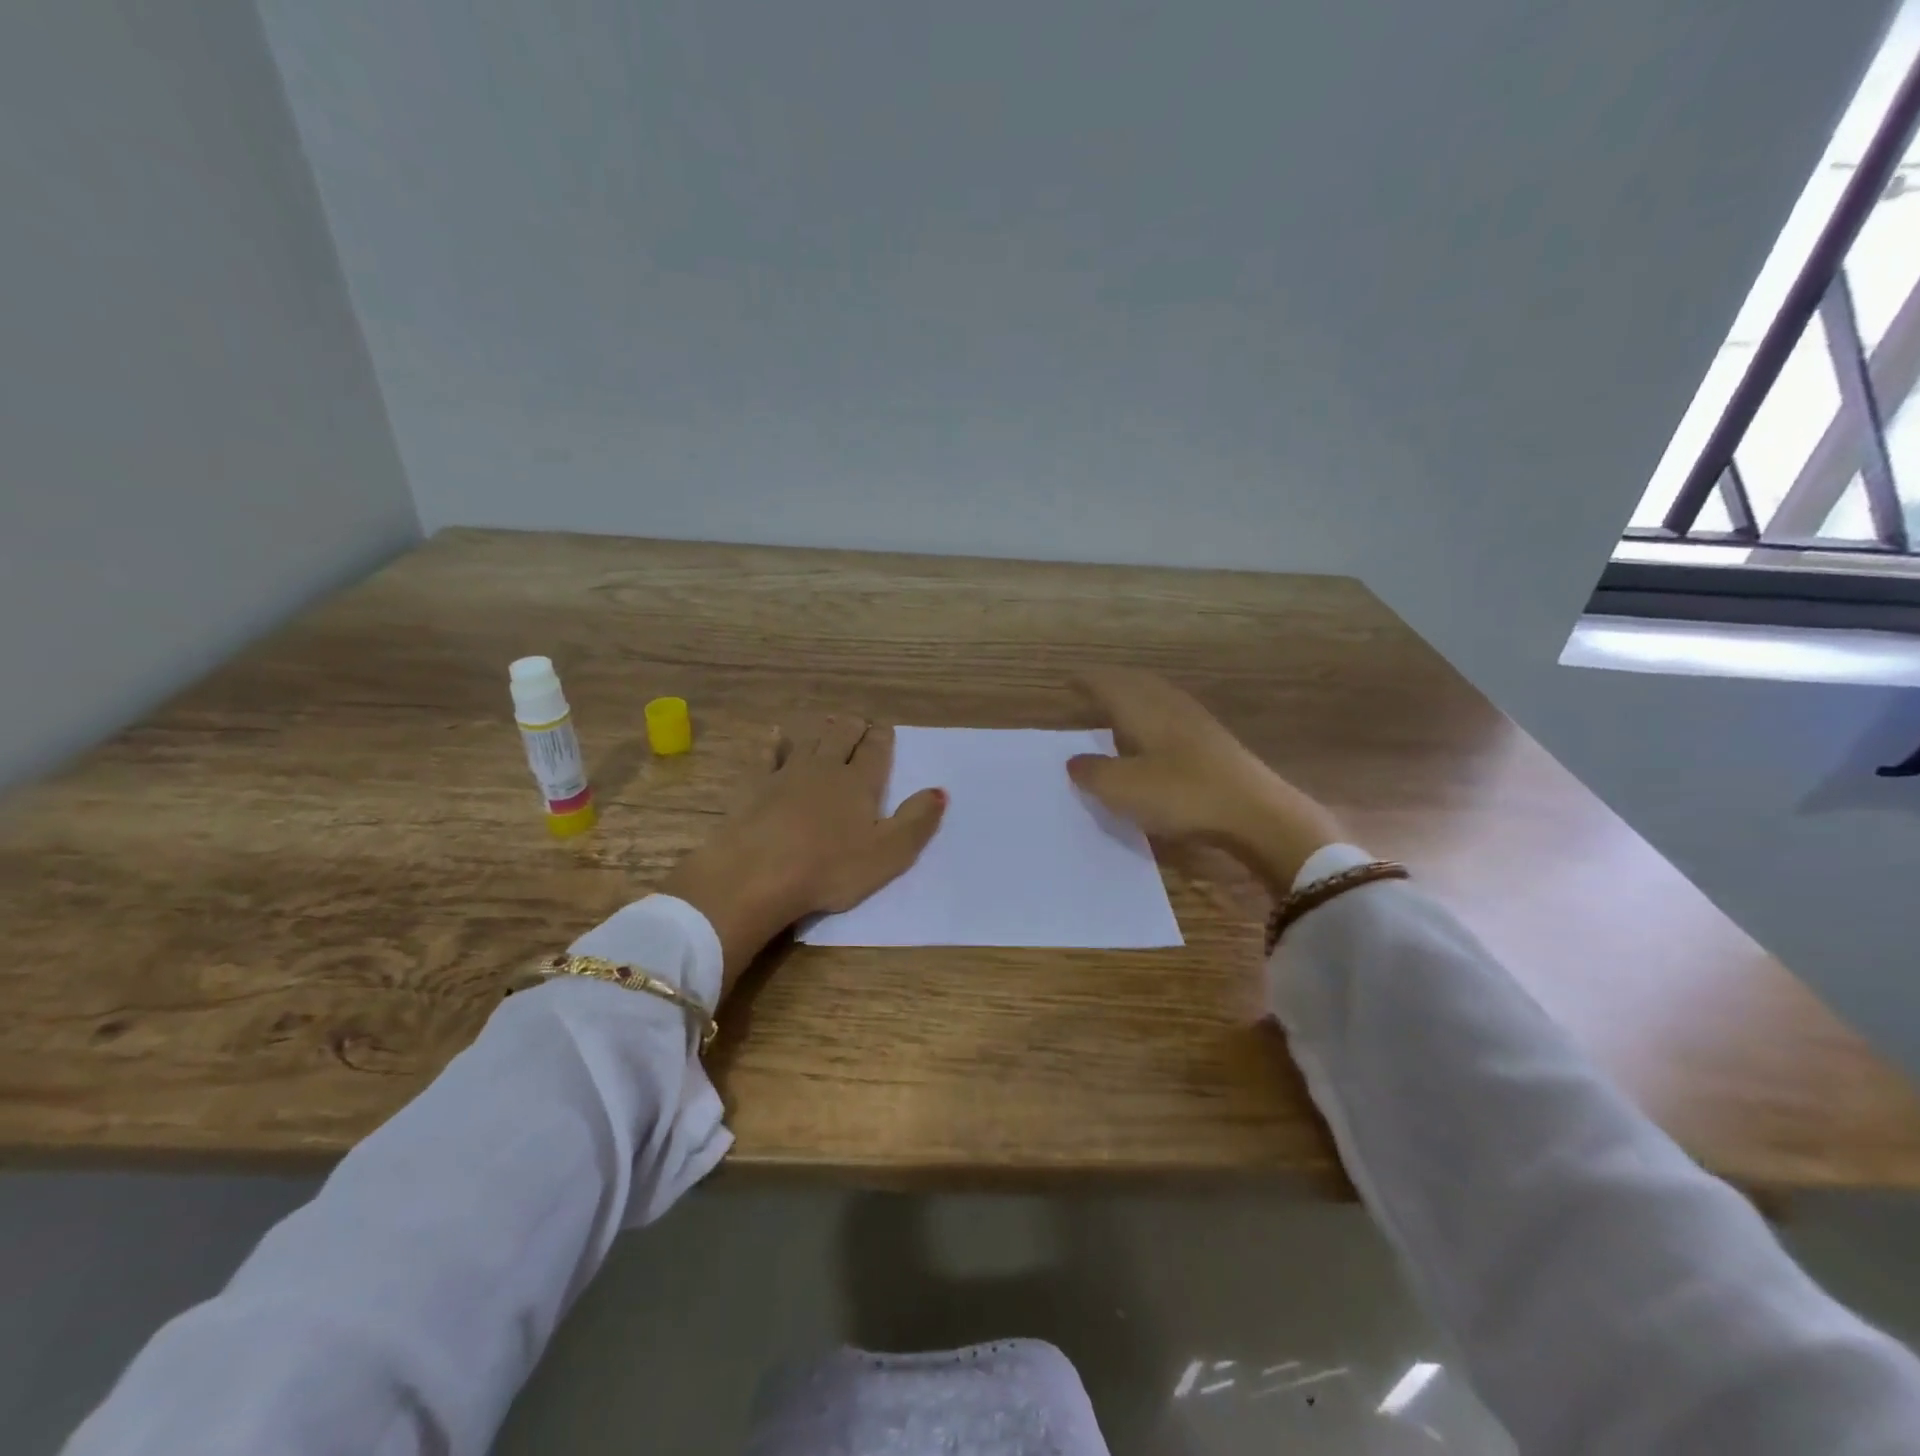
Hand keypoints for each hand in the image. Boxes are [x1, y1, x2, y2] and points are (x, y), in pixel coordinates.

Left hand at [660, 717, 945, 996]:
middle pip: (842, 737)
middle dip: (854, 727)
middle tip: (860, 722)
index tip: (885, 729)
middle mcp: (826, 768)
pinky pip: (768, 756)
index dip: (883, 738)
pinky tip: (776, 735)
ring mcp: (787, 774)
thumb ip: (917, 821)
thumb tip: (940, 790)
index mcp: (859, 783)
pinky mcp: (756, 786)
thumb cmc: (830, 868)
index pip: (876, 751)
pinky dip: (775, 743)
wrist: (758, 875)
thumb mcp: (889, 853)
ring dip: (823, 730)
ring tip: (830, 722)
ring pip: (810, 742)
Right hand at [1065, 669, 1342, 893]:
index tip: (1068, 681)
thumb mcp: (1123, 789)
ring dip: (1133, 698)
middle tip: (1090, 689)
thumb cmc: (1181, 794)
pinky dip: (1152, 717)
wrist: (1255, 813)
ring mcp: (1195, 722)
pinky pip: (1171, 715)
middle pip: (1135, 683)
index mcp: (1143, 708)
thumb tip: (1074, 761)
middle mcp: (1168, 705)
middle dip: (1111, 683)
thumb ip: (1093, 772)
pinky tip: (1151, 738)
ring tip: (1116, 710)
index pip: (1107, 683)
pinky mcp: (1213, 742)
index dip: (1086, 681)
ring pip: (1156, 697)